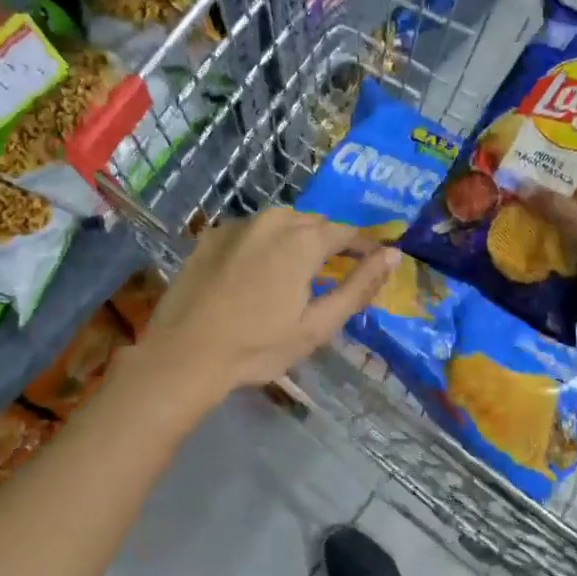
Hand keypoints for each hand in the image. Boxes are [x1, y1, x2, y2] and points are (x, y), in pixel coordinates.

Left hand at [129, 208, 398, 414]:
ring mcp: (237, 226)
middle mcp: (272, 221)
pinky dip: (263, 243)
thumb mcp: (317, 325)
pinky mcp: (210, 237)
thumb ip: (358, 287)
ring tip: (297, 269)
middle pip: (313, 222)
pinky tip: (257, 270)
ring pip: (280, 223)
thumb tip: (392, 255)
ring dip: (296, 238)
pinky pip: (250, 231)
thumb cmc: (258, 346)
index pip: (345, 232)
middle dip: (329, 241)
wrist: (184, 354)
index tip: (374, 260)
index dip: (364, 245)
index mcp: (302, 240)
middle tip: (335, 270)